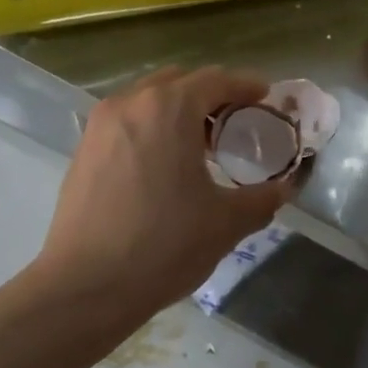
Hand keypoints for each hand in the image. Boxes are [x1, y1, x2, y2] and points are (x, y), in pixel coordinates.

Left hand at [32, 67, 290, 325]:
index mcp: (170, 108)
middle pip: (180, 81)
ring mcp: (101, 124)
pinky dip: (152, 126)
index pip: (216, 80)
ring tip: (201, 145)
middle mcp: (131, 103)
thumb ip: (264, 198)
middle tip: (236, 122)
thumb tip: (285, 187)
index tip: (266, 96)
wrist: (85, 288)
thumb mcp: (227, 222)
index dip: (246, 86)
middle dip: (212, 95)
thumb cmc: (164, 246)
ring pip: (149, 99)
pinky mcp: (83, 149)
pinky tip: (165, 164)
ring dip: (179, 110)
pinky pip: (128, 121)